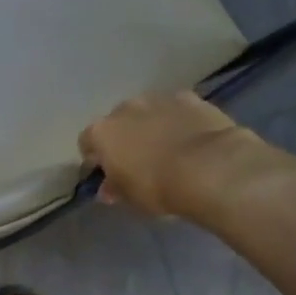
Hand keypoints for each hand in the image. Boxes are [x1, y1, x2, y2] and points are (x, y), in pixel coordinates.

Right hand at [77, 89, 265, 218]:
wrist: (209, 168)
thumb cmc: (157, 187)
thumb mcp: (129, 197)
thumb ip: (115, 188)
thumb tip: (108, 189)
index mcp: (102, 132)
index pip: (86, 142)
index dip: (95, 158)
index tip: (106, 173)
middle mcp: (125, 109)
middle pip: (117, 122)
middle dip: (123, 137)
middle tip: (137, 160)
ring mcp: (158, 99)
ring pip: (147, 112)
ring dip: (150, 126)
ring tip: (166, 147)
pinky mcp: (190, 97)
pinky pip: (176, 109)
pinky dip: (178, 120)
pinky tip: (189, 137)